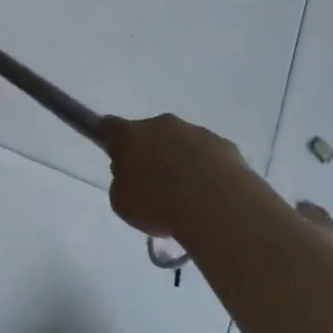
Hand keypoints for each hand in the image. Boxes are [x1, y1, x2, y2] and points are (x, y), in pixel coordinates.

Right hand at [99, 114, 332, 247]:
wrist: (217, 206)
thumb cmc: (159, 204)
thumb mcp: (122, 203)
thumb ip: (121, 184)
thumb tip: (132, 177)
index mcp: (131, 134)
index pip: (109, 125)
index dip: (107, 137)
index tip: (111, 152)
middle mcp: (163, 125)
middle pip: (149, 133)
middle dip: (149, 153)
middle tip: (152, 185)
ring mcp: (196, 132)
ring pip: (181, 144)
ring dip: (179, 162)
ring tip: (186, 198)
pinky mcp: (224, 145)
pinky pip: (208, 156)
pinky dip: (206, 171)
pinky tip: (210, 198)